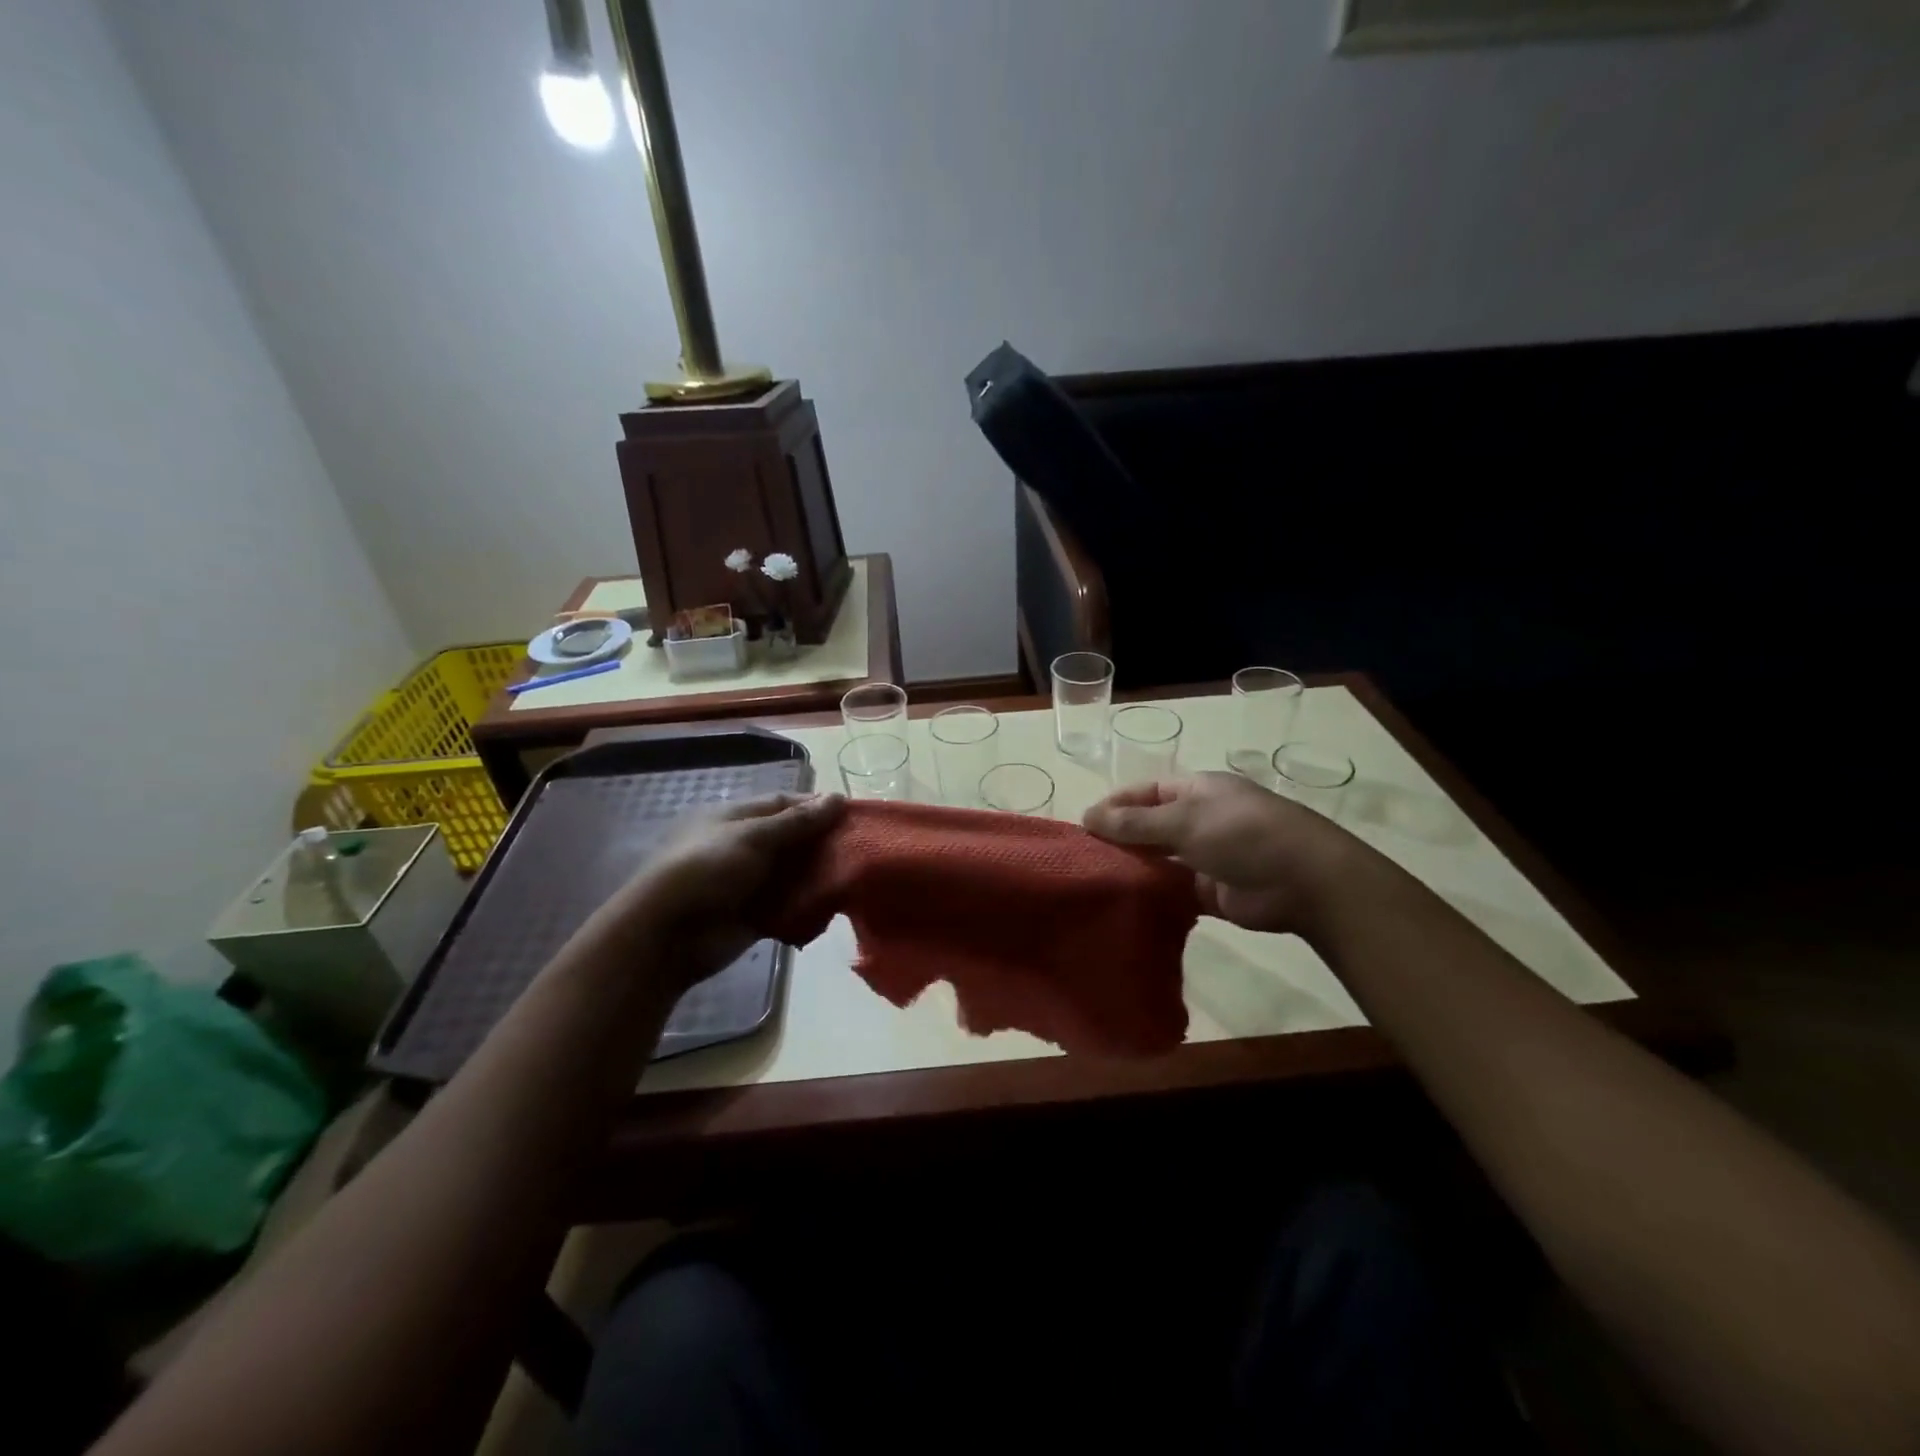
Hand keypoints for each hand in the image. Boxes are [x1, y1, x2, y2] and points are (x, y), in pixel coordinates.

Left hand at [594, 791, 844, 992]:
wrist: (668, 934)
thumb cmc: (707, 870)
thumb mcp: (753, 837)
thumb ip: (797, 821)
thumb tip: (836, 798)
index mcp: (736, 818)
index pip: (784, 804)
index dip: (817, 807)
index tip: (852, 814)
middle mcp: (744, 846)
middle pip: (793, 839)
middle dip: (823, 843)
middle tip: (861, 848)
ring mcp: (749, 882)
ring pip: (794, 873)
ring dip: (819, 875)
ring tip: (855, 876)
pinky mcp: (754, 914)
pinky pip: (789, 905)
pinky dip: (808, 905)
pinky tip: (833, 906)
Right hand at [1083, 772, 1354, 936]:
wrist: (1304, 881)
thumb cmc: (1242, 834)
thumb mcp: (1183, 819)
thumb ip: (1133, 823)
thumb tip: (1086, 817)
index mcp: (1196, 792)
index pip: (1145, 793)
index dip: (1114, 805)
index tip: (1082, 825)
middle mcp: (1200, 820)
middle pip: (1150, 827)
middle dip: (1120, 839)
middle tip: (1083, 858)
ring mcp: (1206, 857)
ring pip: (1160, 860)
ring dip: (1134, 868)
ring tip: (1095, 882)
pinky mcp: (1211, 892)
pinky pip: (1173, 891)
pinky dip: (1152, 896)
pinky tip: (1124, 904)